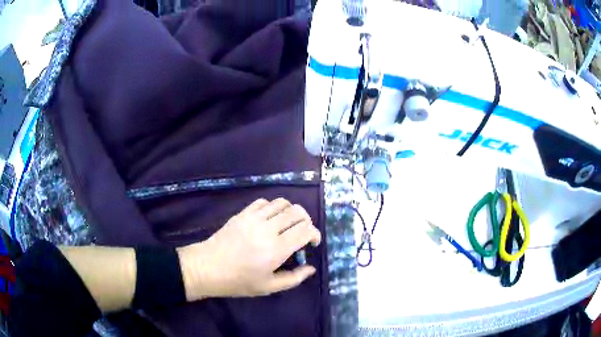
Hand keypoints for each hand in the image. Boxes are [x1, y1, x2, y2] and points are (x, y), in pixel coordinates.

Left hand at [177, 198, 321, 300]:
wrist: (208, 267)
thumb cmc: (239, 281)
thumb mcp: (269, 287)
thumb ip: (294, 278)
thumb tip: (311, 268)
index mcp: (277, 249)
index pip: (306, 230)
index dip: (315, 234)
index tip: (312, 243)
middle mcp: (268, 229)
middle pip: (297, 212)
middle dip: (306, 221)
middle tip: (302, 234)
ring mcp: (253, 218)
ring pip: (282, 203)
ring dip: (291, 212)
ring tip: (287, 224)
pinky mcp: (242, 213)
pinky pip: (263, 202)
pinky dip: (273, 207)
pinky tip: (270, 220)